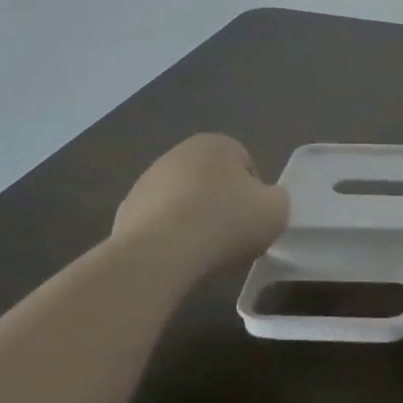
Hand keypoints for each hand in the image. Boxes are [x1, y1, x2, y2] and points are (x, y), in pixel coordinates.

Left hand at [112, 134, 288, 266]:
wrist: (159, 254)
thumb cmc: (225, 222)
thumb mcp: (276, 210)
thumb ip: (277, 200)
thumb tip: (264, 203)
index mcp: (217, 143)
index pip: (246, 165)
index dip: (254, 195)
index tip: (253, 221)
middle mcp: (179, 153)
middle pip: (213, 181)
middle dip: (221, 205)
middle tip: (231, 237)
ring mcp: (147, 182)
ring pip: (184, 202)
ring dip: (194, 221)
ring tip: (202, 252)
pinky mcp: (125, 212)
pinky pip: (158, 224)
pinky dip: (168, 238)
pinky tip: (175, 258)